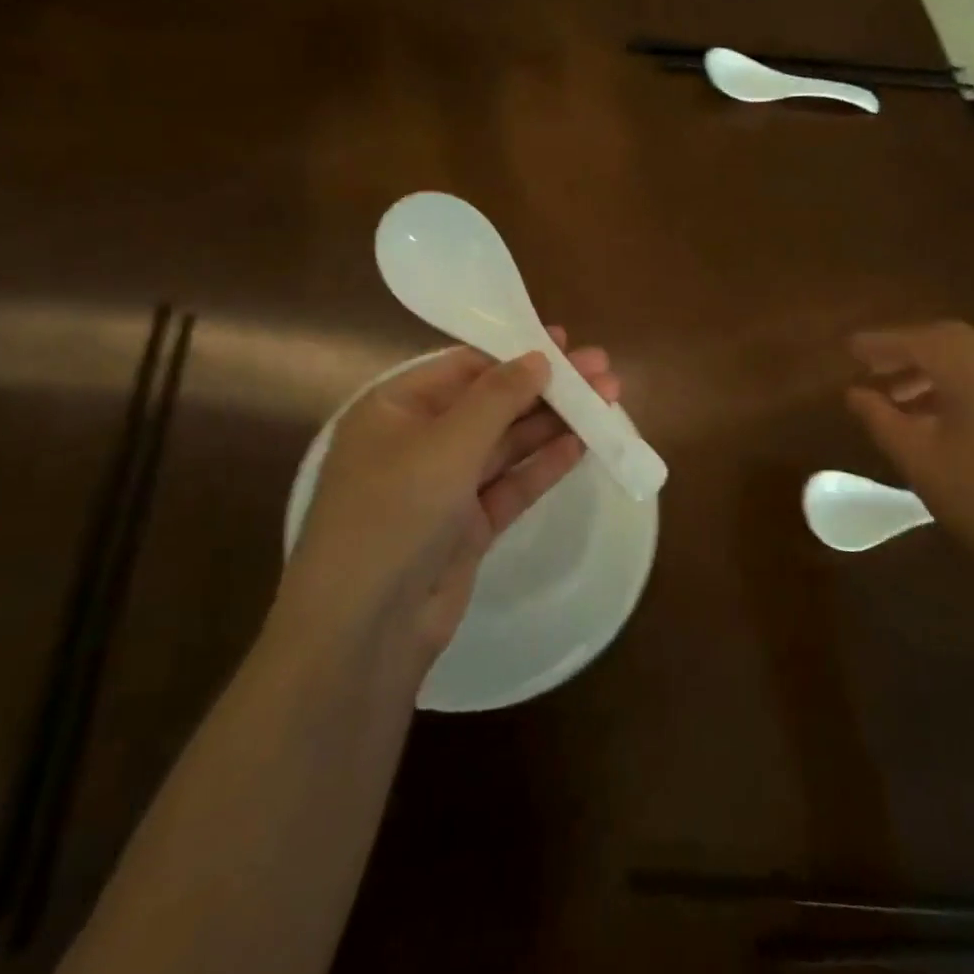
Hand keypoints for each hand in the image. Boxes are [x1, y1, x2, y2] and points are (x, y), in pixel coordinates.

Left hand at [284, 330, 619, 663]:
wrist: (365, 630)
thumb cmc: (394, 514)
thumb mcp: (446, 444)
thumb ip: (497, 397)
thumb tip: (540, 357)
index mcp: (395, 410)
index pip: (464, 367)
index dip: (515, 353)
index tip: (566, 343)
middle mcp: (418, 442)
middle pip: (492, 403)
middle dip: (546, 387)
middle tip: (602, 370)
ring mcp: (444, 487)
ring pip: (507, 443)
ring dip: (554, 422)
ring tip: (608, 401)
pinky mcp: (468, 526)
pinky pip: (512, 484)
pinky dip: (544, 465)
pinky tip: (583, 444)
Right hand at [845, 321, 973, 611]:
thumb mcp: (915, 457)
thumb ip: (879, 417)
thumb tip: (854, 392)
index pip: (917, 340)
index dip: (879, 343)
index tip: (848, 347)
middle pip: (947, 338)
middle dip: (906, 348)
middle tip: (871, 365)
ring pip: (970, 357)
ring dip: (930, 366)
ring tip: (896, 394)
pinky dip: (955, 381)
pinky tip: (934, 412)